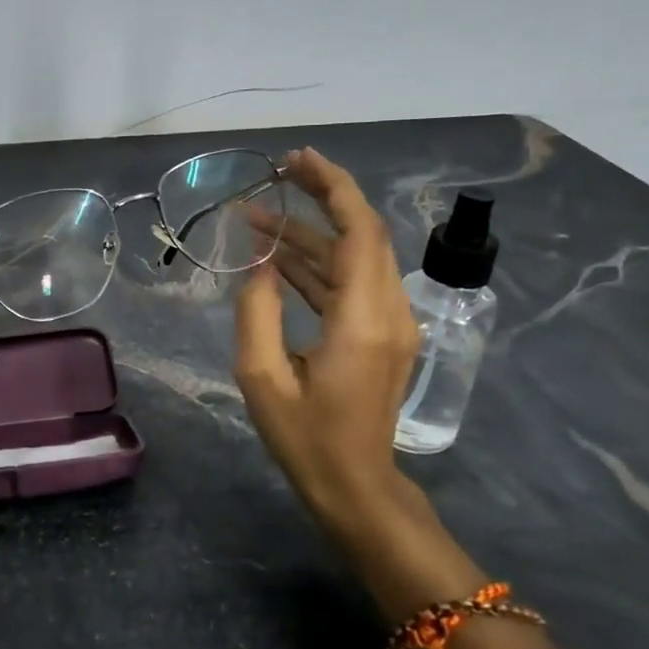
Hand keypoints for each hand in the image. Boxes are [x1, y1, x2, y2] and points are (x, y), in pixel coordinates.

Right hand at [234, 149, 422, 543]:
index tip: (296, 161)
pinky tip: (277, 257)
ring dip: (310, 233)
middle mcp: (388, 311)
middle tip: (277, 173)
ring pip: (354, 257)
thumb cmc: (306, 440)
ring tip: (258, 217)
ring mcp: (391, 323)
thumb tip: (259, 260)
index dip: (332, 187)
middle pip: (363, 233)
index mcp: (362, 319)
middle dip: (322, 196)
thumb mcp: (262, 377)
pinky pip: (350, 283)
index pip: (359, 231)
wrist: (356, 488)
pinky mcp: (382, 334)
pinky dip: (317, 263)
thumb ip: (257, 310)